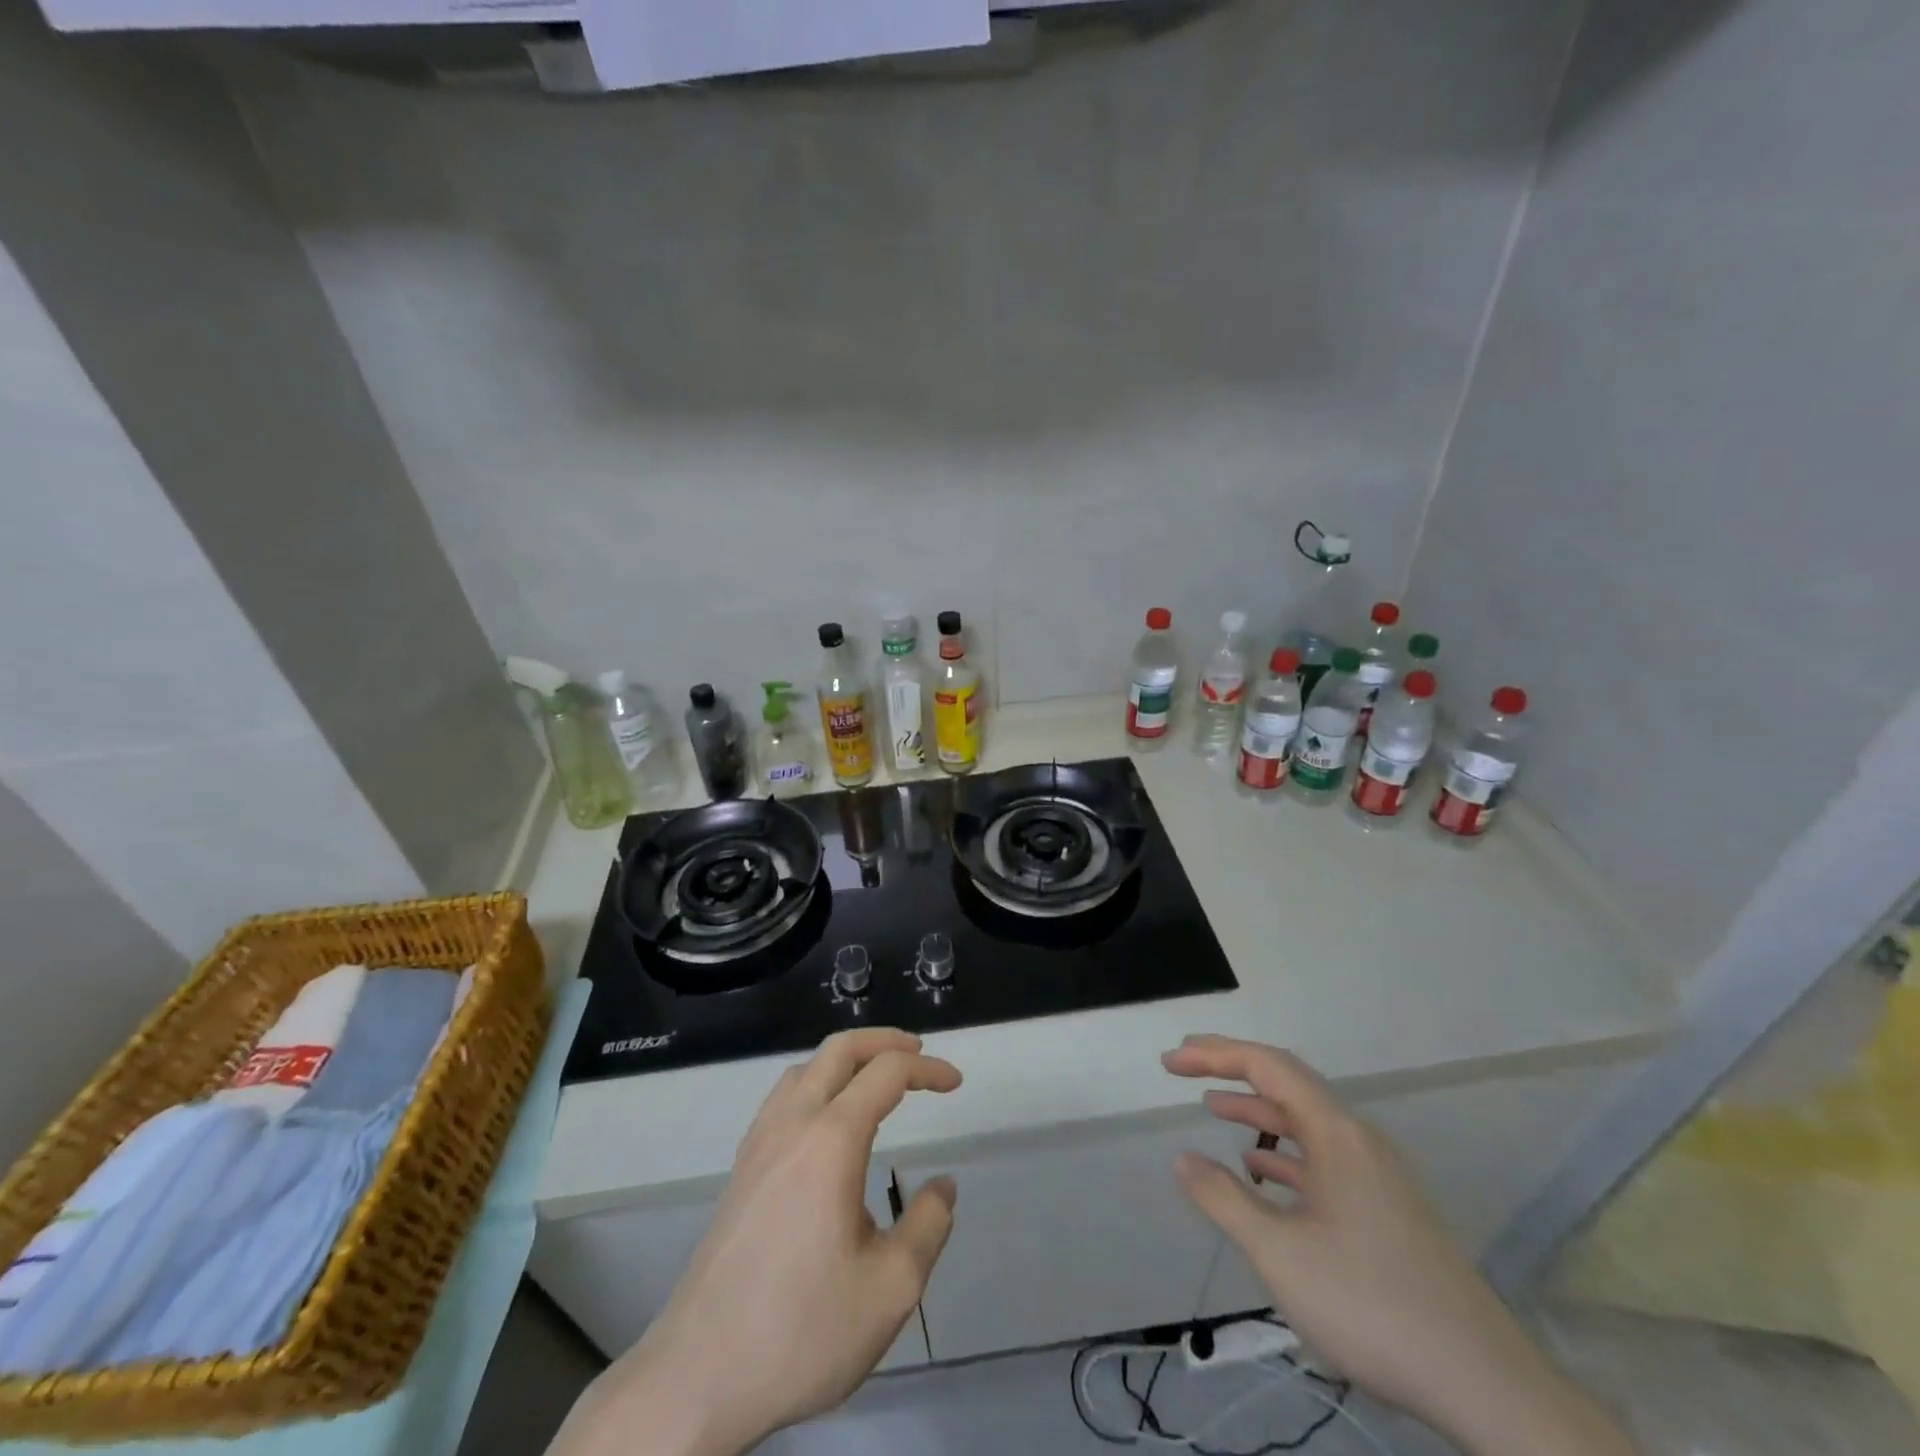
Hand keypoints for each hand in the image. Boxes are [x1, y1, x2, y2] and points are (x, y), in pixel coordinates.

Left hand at [550, 1029, 961, 1455]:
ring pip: (805, 1068)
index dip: (927, 1068)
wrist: (697, 1376)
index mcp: (831, 1140)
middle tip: (918, 1052)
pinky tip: (825, 1121)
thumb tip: (943, 1186)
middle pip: (839, 1050)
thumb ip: (928, 1226)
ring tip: (876, 1079)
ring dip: (846, 1059)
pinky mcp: (740, 1169)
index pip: (886, 1073)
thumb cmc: (801, 1330)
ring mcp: (759, 1144)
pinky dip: (816, 1083)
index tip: (955, 1083)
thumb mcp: (890, 1289)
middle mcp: (792, 1125)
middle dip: (884, 1040)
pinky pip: (782, 1098)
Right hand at [1164, 1035, 1635, 1455]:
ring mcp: (1378, 1175)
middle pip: (1288, 1084)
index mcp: (1336, 1132)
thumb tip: (1184, 1159)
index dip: (1214, 1055)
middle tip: (1185, 1067)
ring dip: (1258, 1111)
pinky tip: (1262, 1173)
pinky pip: (1323, 1159)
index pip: (1267, 1066)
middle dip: (1233, 1072)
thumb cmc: (1371, 1304)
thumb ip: (1224, 1200)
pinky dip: (1285, 1155)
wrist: (1484, 1384)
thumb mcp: (1280, 1253)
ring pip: (1306, 1124)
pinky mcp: (1387, 1209)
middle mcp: (1359, 1139)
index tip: (1171, 1061)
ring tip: (1213, 1109)